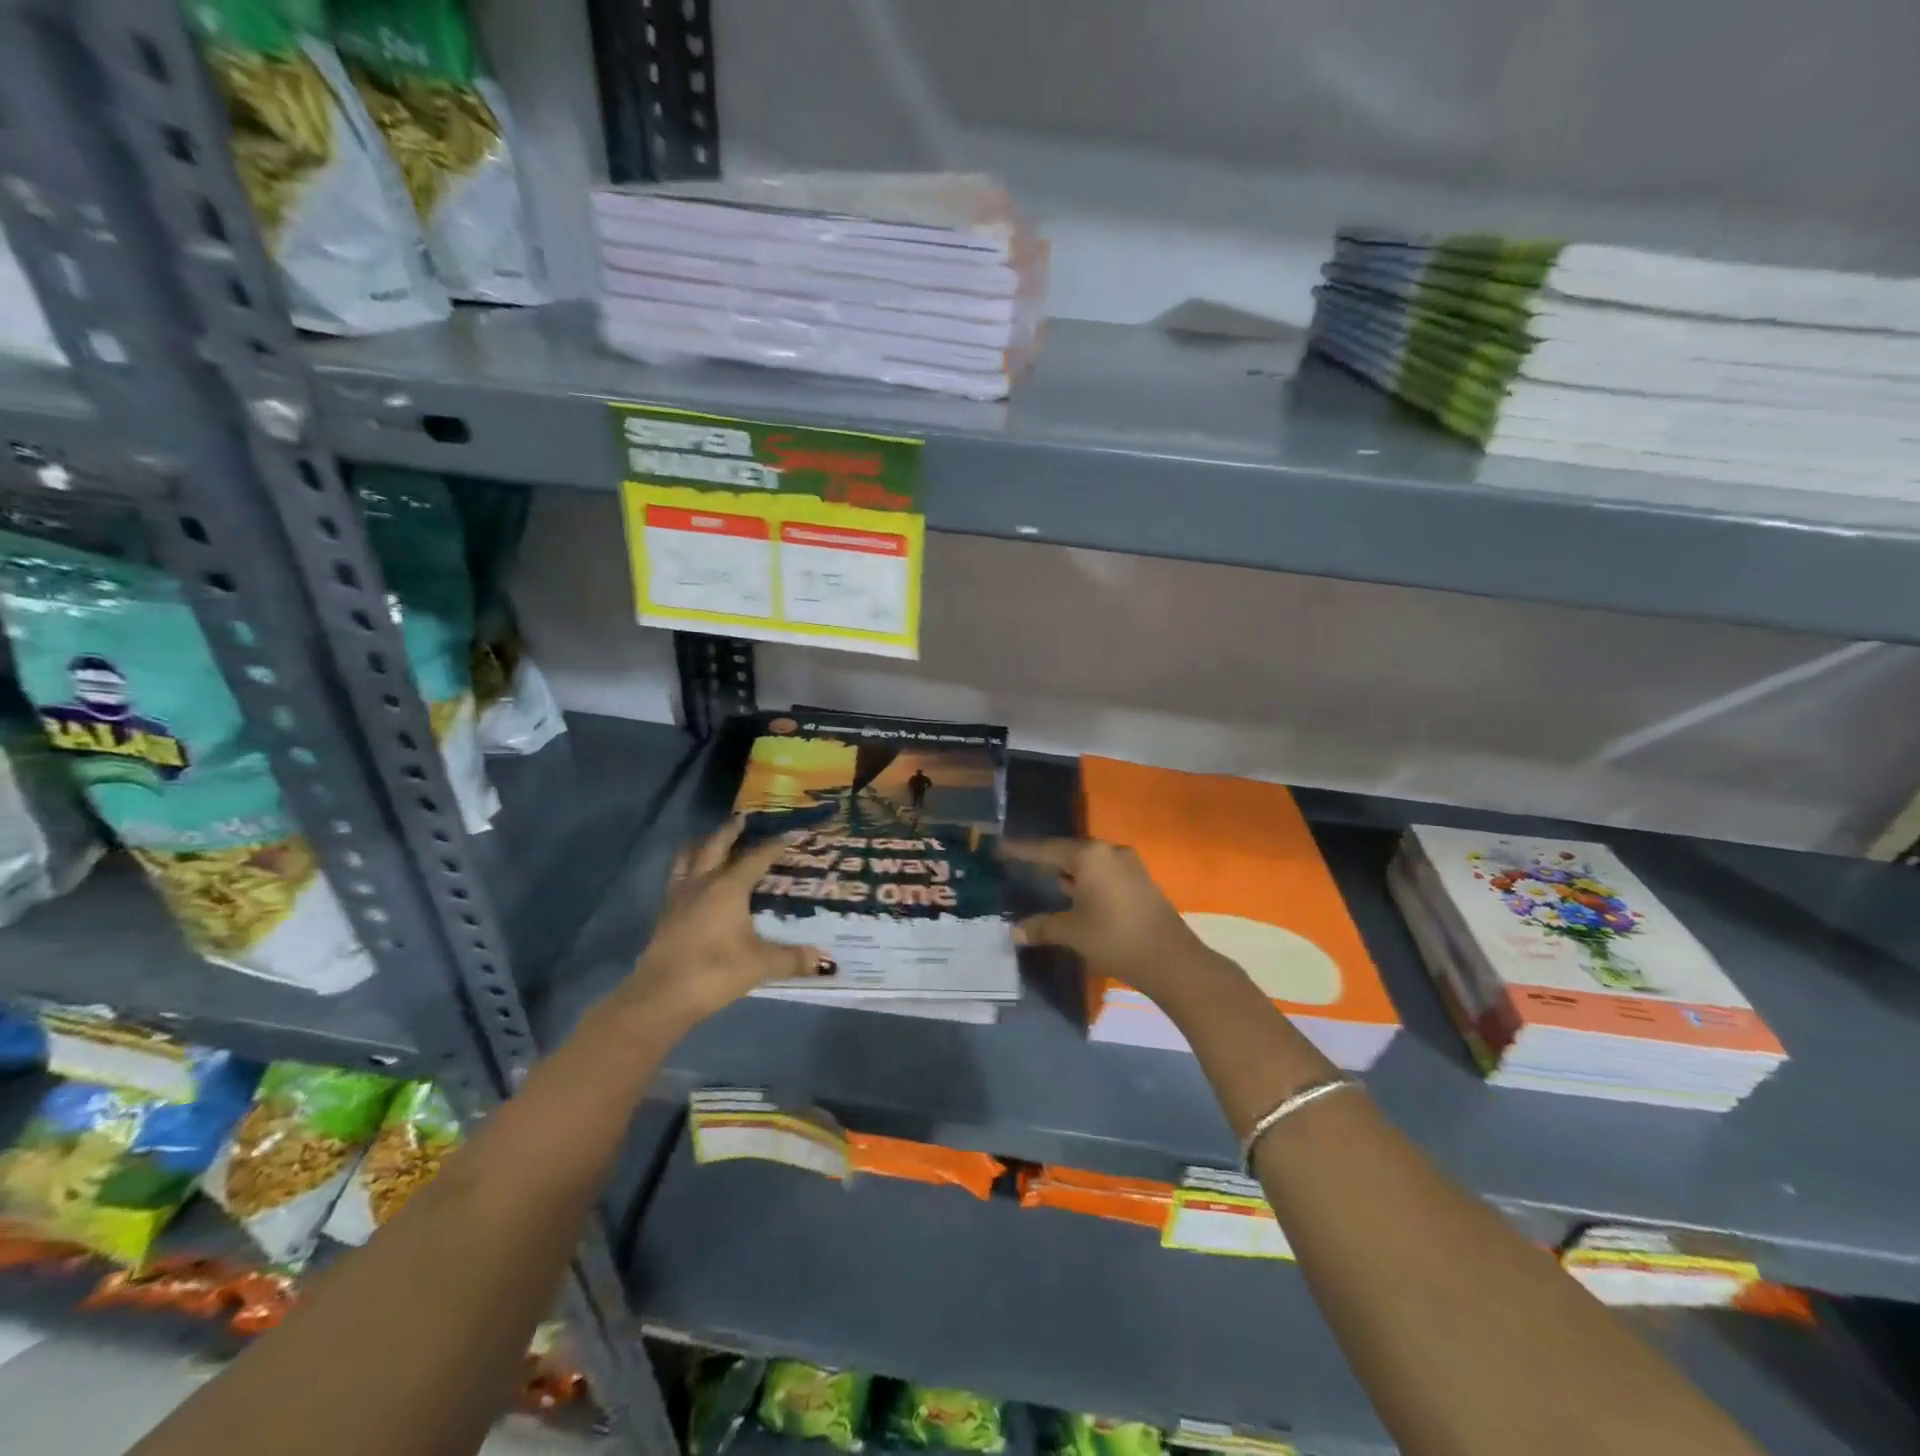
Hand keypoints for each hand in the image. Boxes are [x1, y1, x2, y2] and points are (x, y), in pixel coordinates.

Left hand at [621, 818, 834, 1028]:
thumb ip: (792, 959)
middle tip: (743, 818)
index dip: (776, 844)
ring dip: (702, 845)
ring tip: (711, 840)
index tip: (792, 832)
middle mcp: (702, 883)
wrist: (660, 997)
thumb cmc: (714, 972)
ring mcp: (679, 898)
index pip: (756, 857)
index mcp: (728, 887)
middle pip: (715, 846)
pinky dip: (688, 869)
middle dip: (730, 831)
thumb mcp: (760, 965)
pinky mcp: (664, 915)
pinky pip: (677, 878)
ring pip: (688, 858)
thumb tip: (825, 961)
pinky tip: (694, 880)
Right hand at [1000, 838, 1213, 1005]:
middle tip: (1020, 862)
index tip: (1000, 848)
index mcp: (1089, 856)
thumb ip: (1041, 927)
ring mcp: (1128, 864)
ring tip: (1044, 877)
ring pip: (1088, 862)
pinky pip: (1103, 872)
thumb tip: (1014, 931)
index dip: (1021, 850)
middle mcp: (1109, 851)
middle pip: (1068, 851)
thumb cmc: (1114, 939)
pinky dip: (1085, 879)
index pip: (1046, 849)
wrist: (1171, 959)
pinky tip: (1074, 892)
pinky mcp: (1140, 880)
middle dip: (1044, 859)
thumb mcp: (1072, 932)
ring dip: (1067, 870)